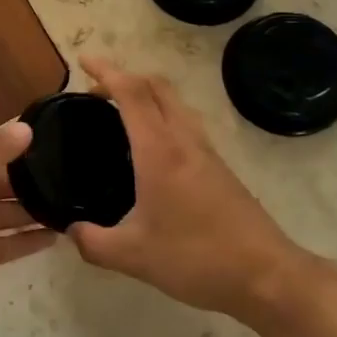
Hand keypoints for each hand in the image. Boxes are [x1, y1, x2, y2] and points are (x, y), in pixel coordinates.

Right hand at [69, 56, 313, 326]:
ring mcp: (206, 152)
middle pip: (157, 87)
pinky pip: (186, 124)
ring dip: (147, 95)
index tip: (83, 61)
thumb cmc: (196, 258)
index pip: (131, 93)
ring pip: (176, 103)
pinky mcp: (219, 168)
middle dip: (126, 77)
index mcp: (159, 151)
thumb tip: (71, 230)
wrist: (266, 275)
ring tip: (120, 113)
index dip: (106, 71)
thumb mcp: (133, 256)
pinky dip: (162, 117)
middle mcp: (184, 140)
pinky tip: (150, 149)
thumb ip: (93, 242)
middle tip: (96, 90)